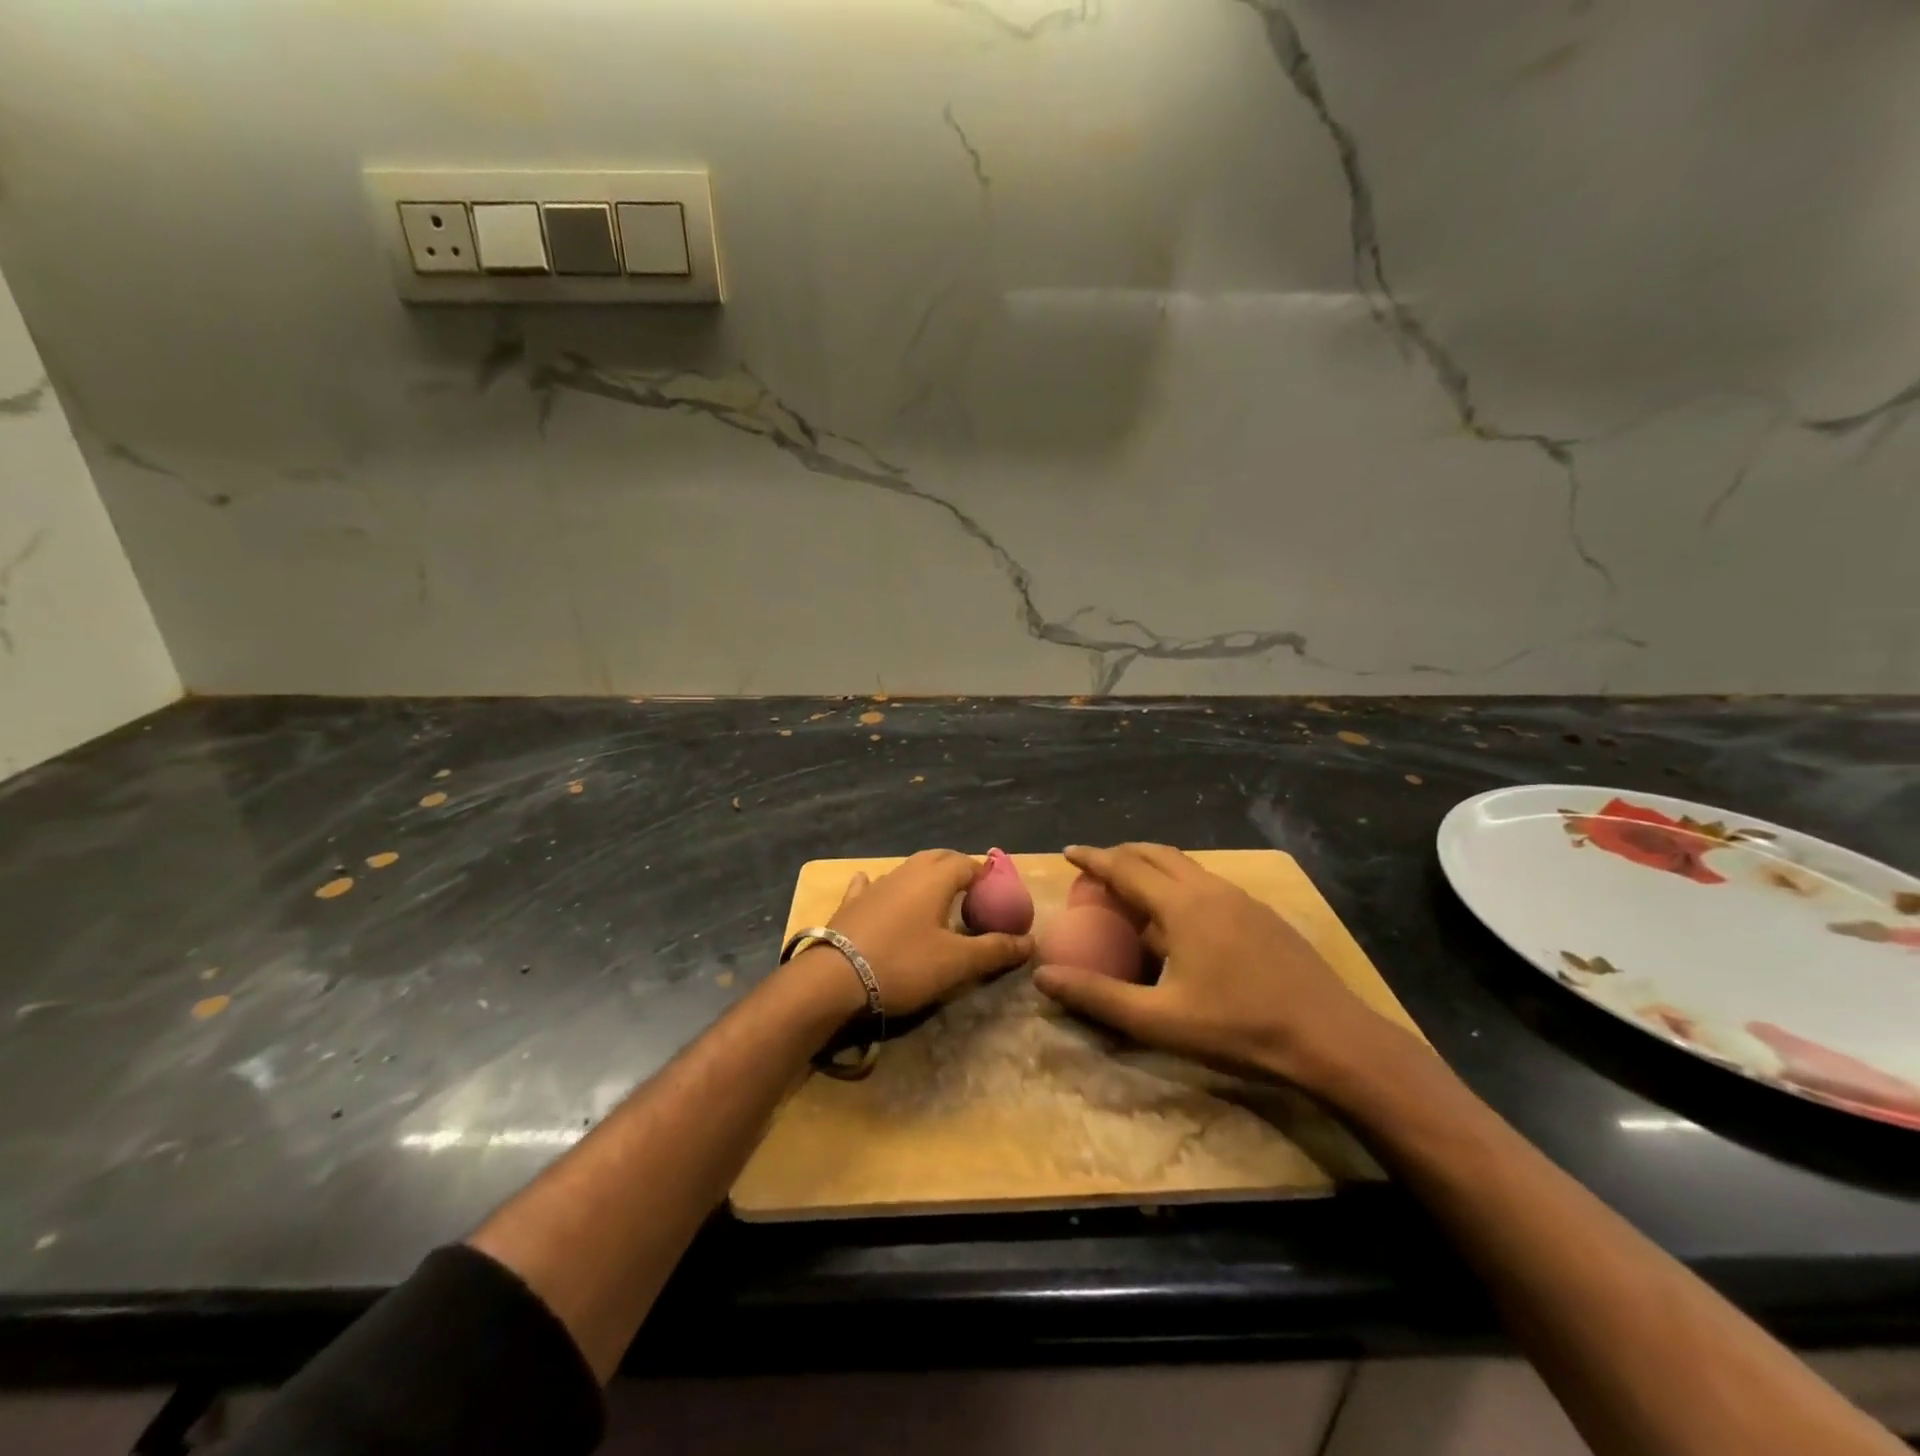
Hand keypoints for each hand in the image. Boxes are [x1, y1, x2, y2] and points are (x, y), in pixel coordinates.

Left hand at [787, 850, 1033, 1022]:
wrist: (834, 979)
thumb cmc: (903, 965)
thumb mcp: (957, 963)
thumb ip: (995, 950)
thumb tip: (1030, 942)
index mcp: (935, 879)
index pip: (969, 864)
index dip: (987, 877)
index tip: (997, 896)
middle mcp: (906, 872)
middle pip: (938, 858)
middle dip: (957, 869)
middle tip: (971, 893)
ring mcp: (875, 885)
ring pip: (907, 869)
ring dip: (924, 877)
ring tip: (935, 897)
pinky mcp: (851, 903)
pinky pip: (870, 884)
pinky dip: (882, 884)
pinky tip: (873, 884)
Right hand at [1032, 843, 1406, 1090]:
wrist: (1331, 1039)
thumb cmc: (1239, 1028)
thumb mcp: (1159, 1021)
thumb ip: (1099, 997)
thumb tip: (1043, 977)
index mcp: (1182, 906)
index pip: (1125, 868)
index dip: (1094, 858)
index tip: (1068, 853)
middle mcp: (1210, 889)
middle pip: (1156, 854)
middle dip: (1122, 854)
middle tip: (1098, 867)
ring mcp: (1242, 899)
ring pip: (1187, 866)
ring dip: (1154, 866)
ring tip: (1135, 888)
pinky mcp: (1263, 914)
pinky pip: (1208, 883)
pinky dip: (1181, 883)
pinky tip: (1184, 918)